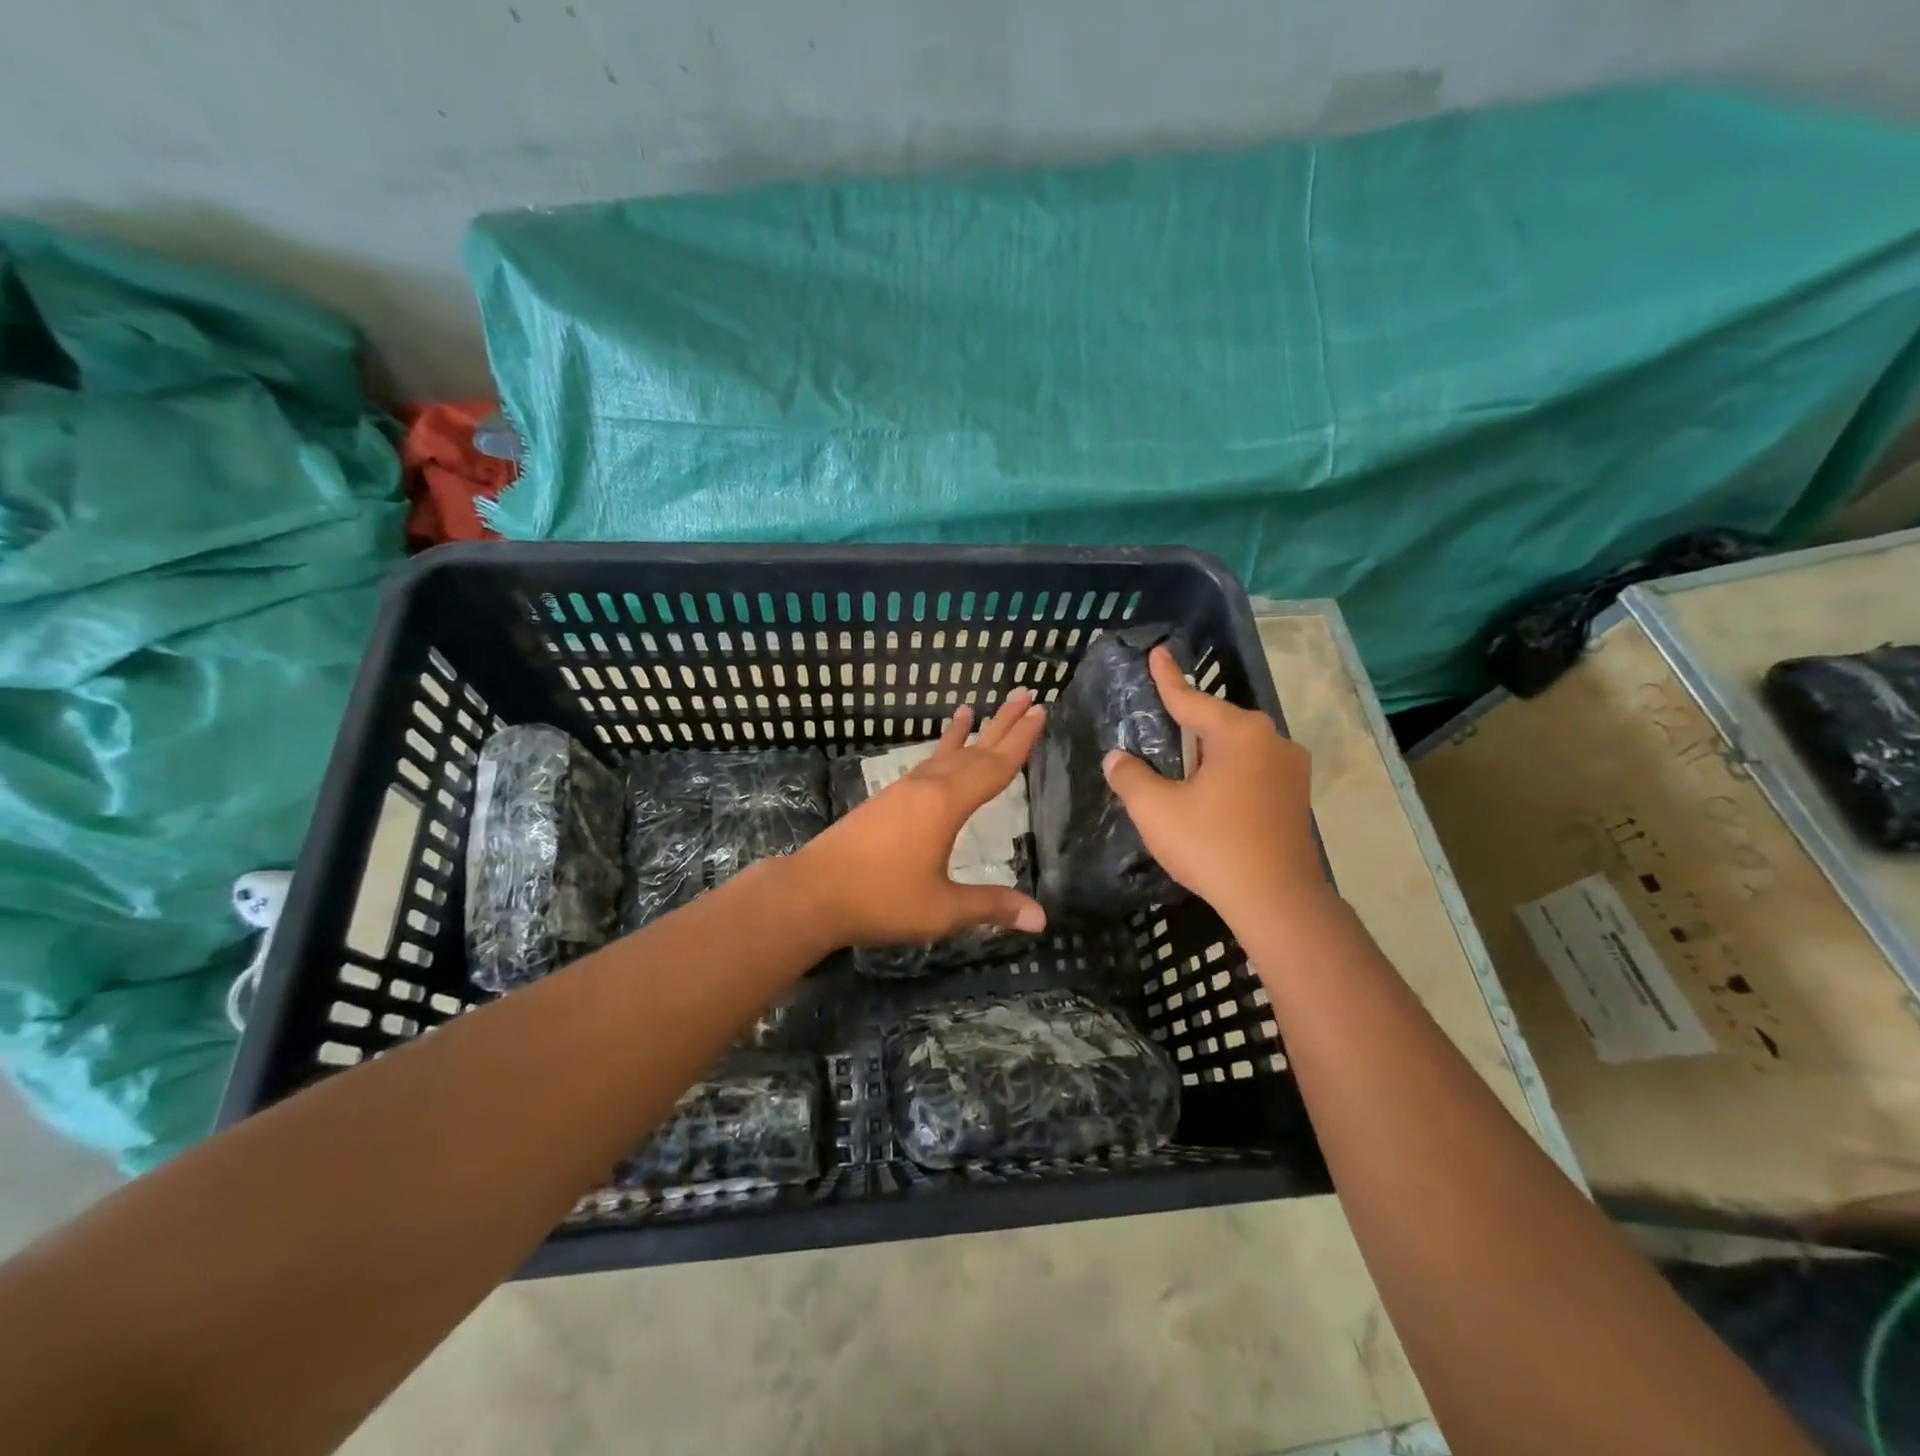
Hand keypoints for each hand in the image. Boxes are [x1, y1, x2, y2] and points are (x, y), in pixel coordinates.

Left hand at [796, 690, 1048, 946]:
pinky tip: (937, 757)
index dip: (1020, 740)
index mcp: (945, 804)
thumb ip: (991, 906)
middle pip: (972, 750)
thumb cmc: (880, 899)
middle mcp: (926, 787)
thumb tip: (1042, 919)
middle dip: (1002, 723)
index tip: (1040, 711)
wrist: (811, 893)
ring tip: (974, 708)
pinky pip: (924, 766)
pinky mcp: (885, 802)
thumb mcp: (942, 909)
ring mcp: (901, 791)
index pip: (994, 767)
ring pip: (944, 754)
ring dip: (966, 734)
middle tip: (1026, 693)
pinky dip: (939, 751)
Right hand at [1102, 646, 1323, 922]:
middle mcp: (1272, 741)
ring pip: (1239, 749)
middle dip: (1190, 721)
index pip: (1191, 699)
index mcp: (1239, 734)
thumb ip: (1131, 777)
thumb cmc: (1212, 845)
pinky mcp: (1297, 799)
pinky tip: (1211, 793)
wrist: (1277, 901)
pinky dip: (1228, 773)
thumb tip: (1117, 758)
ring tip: (1182, 762)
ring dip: (1210, 751)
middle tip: (1162, 719)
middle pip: (1219, 722)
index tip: (1158, 652)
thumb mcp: (1156, 810)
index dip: (1168, 678)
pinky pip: (1253, 771)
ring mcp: (1291, 771)